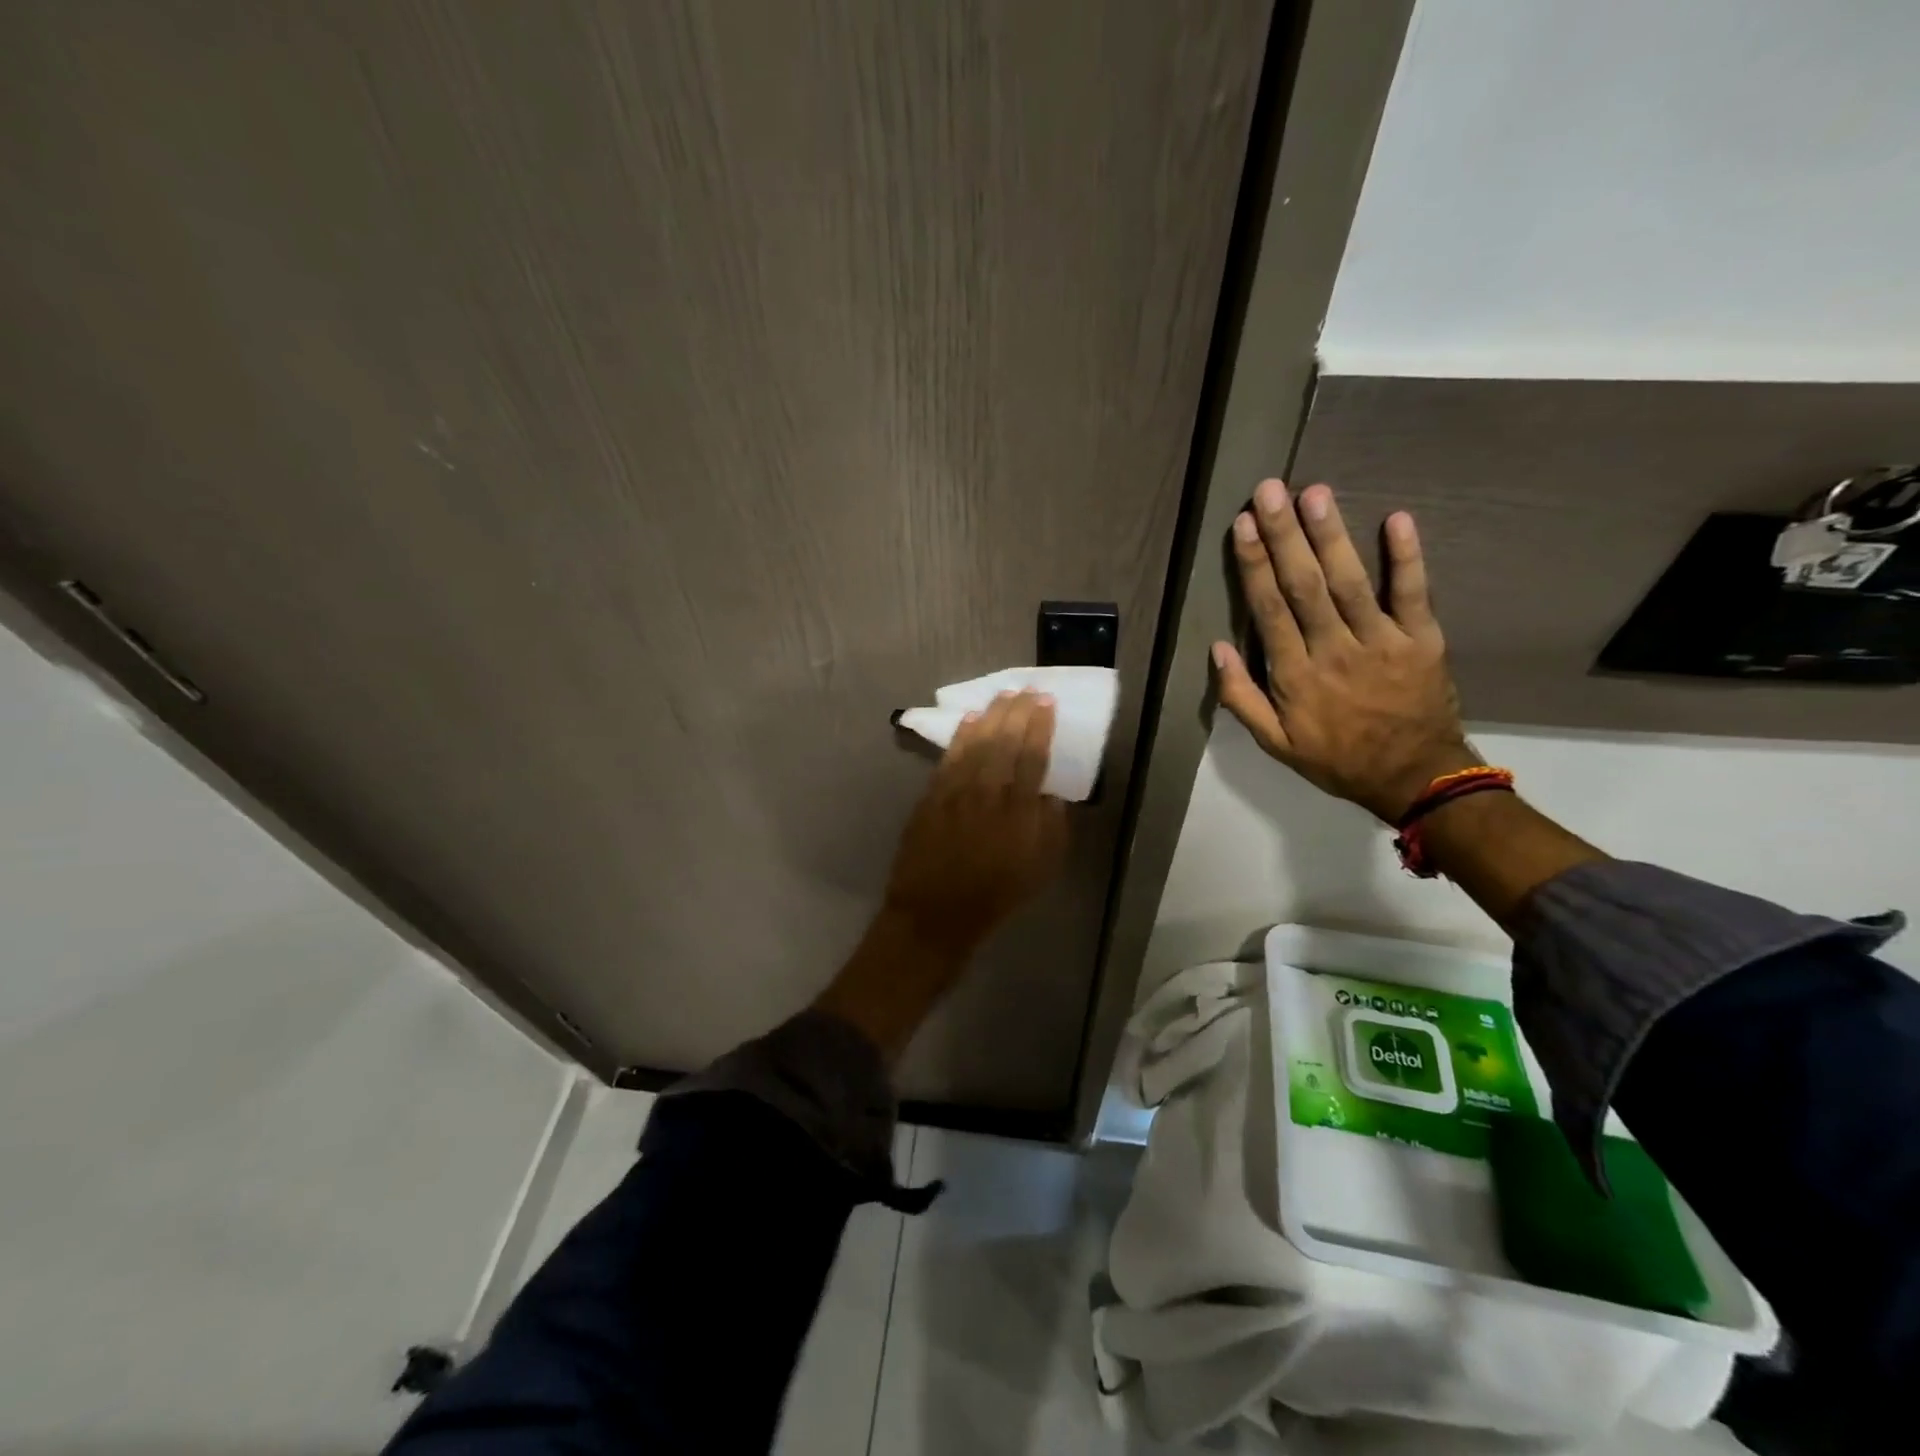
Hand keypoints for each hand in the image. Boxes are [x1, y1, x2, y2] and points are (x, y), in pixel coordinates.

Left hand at [882, 689, 1069, 954]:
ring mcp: (956, 792)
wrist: (936, 912)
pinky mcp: (932, 796)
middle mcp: (988, 793)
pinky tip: (969, 720)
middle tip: (1026, 689)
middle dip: (1017, 711)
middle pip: (1004, 741)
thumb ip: (1052, 827)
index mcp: (1020, 812)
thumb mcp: (1041, 869)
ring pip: (975, 743)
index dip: (1040, 726)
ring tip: (1002, 695)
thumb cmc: (996, 895)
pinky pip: (949, 758)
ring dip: (990, 715)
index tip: (1046, 702)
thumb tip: (1052, 793)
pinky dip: (960, 736)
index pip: (1033, 756)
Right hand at [1212, 479, 1476, 823]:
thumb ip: (1241, 698)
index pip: (1269, 610)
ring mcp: (1381, 642)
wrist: (1414, 778)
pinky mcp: (1423, 639)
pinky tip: (1396, 518)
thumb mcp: (1275, 743)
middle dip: (1284, 535)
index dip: (1254, 565)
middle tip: (1269, 490)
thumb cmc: (1336, 759)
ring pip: (1351, 581)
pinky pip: (1414, 593)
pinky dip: (1407, 556)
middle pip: (1305, 585)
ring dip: (1331, 535)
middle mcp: (1334, 650)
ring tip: (1314, 492)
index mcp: (1296, 675)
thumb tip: (1216, 649)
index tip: (1241, 526)